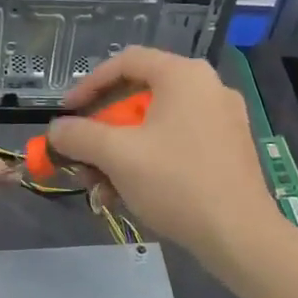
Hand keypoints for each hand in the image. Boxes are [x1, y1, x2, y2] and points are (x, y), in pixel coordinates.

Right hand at [47, 47, 283, 265]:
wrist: (240, 235)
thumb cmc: (176, 182)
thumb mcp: (117, 155)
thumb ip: (79, 135)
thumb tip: (57, 130)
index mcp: (184, 75)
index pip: (126, 62)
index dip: (89, 84)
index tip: (68, 114)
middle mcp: (207, 87)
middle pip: (140, 97)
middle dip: (103, 131)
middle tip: (83, 157)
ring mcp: (223, 119)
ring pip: (157, 125)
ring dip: (122, 153)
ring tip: (102, 187)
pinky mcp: (229, 149)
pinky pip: (178, 143)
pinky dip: (149, 161)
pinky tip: (131, 194)